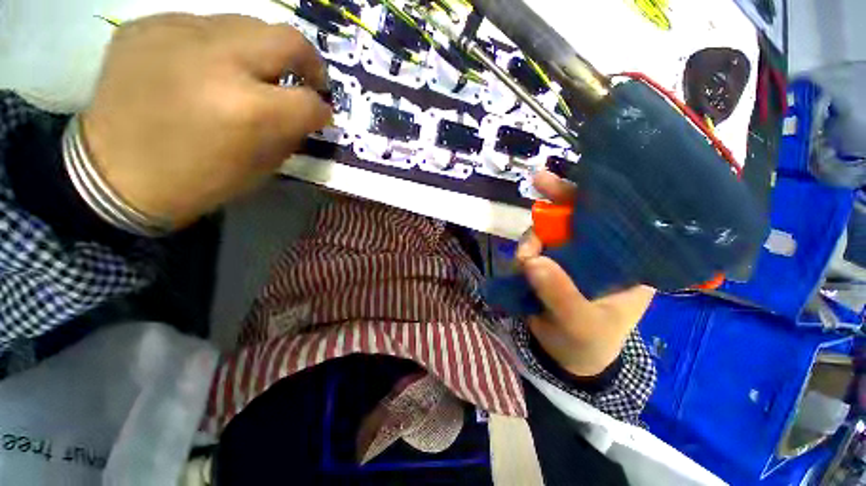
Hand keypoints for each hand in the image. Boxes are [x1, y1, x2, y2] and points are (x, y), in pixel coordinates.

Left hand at [82, 14, 331, 227]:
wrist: (113, 174)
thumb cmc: (198, 180)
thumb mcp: (261, 168)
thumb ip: (289, 134)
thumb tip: (305, 113)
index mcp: (250, 111)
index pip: (310, 101)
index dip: (322, 111)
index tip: (319, 116)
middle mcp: (220, 62)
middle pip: (289, 40)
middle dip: (308, 62)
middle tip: (304, 78)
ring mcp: (178, 34)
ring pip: (247, 24)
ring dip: (260, 52)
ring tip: (249, 73)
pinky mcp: (148, 25)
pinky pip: (201, 25)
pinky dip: (215, 46)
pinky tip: (203, 68)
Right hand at [516, 171, 654, 376]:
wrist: (565, 357)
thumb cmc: (588, 343)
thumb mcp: (579, 324)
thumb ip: (560, 295)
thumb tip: (532, 261)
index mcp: (625, 263)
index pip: (618, 221)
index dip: (598, 199)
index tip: (581, 182)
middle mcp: (599, 253)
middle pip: (580, 217)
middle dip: (558, 199)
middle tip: (538, 181)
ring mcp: (570, 256)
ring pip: (549, 231)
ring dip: (533, 239)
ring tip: (524, 260)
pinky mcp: (548, 263)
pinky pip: (533, 247)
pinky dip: (524, 251)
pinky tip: (521, 262)